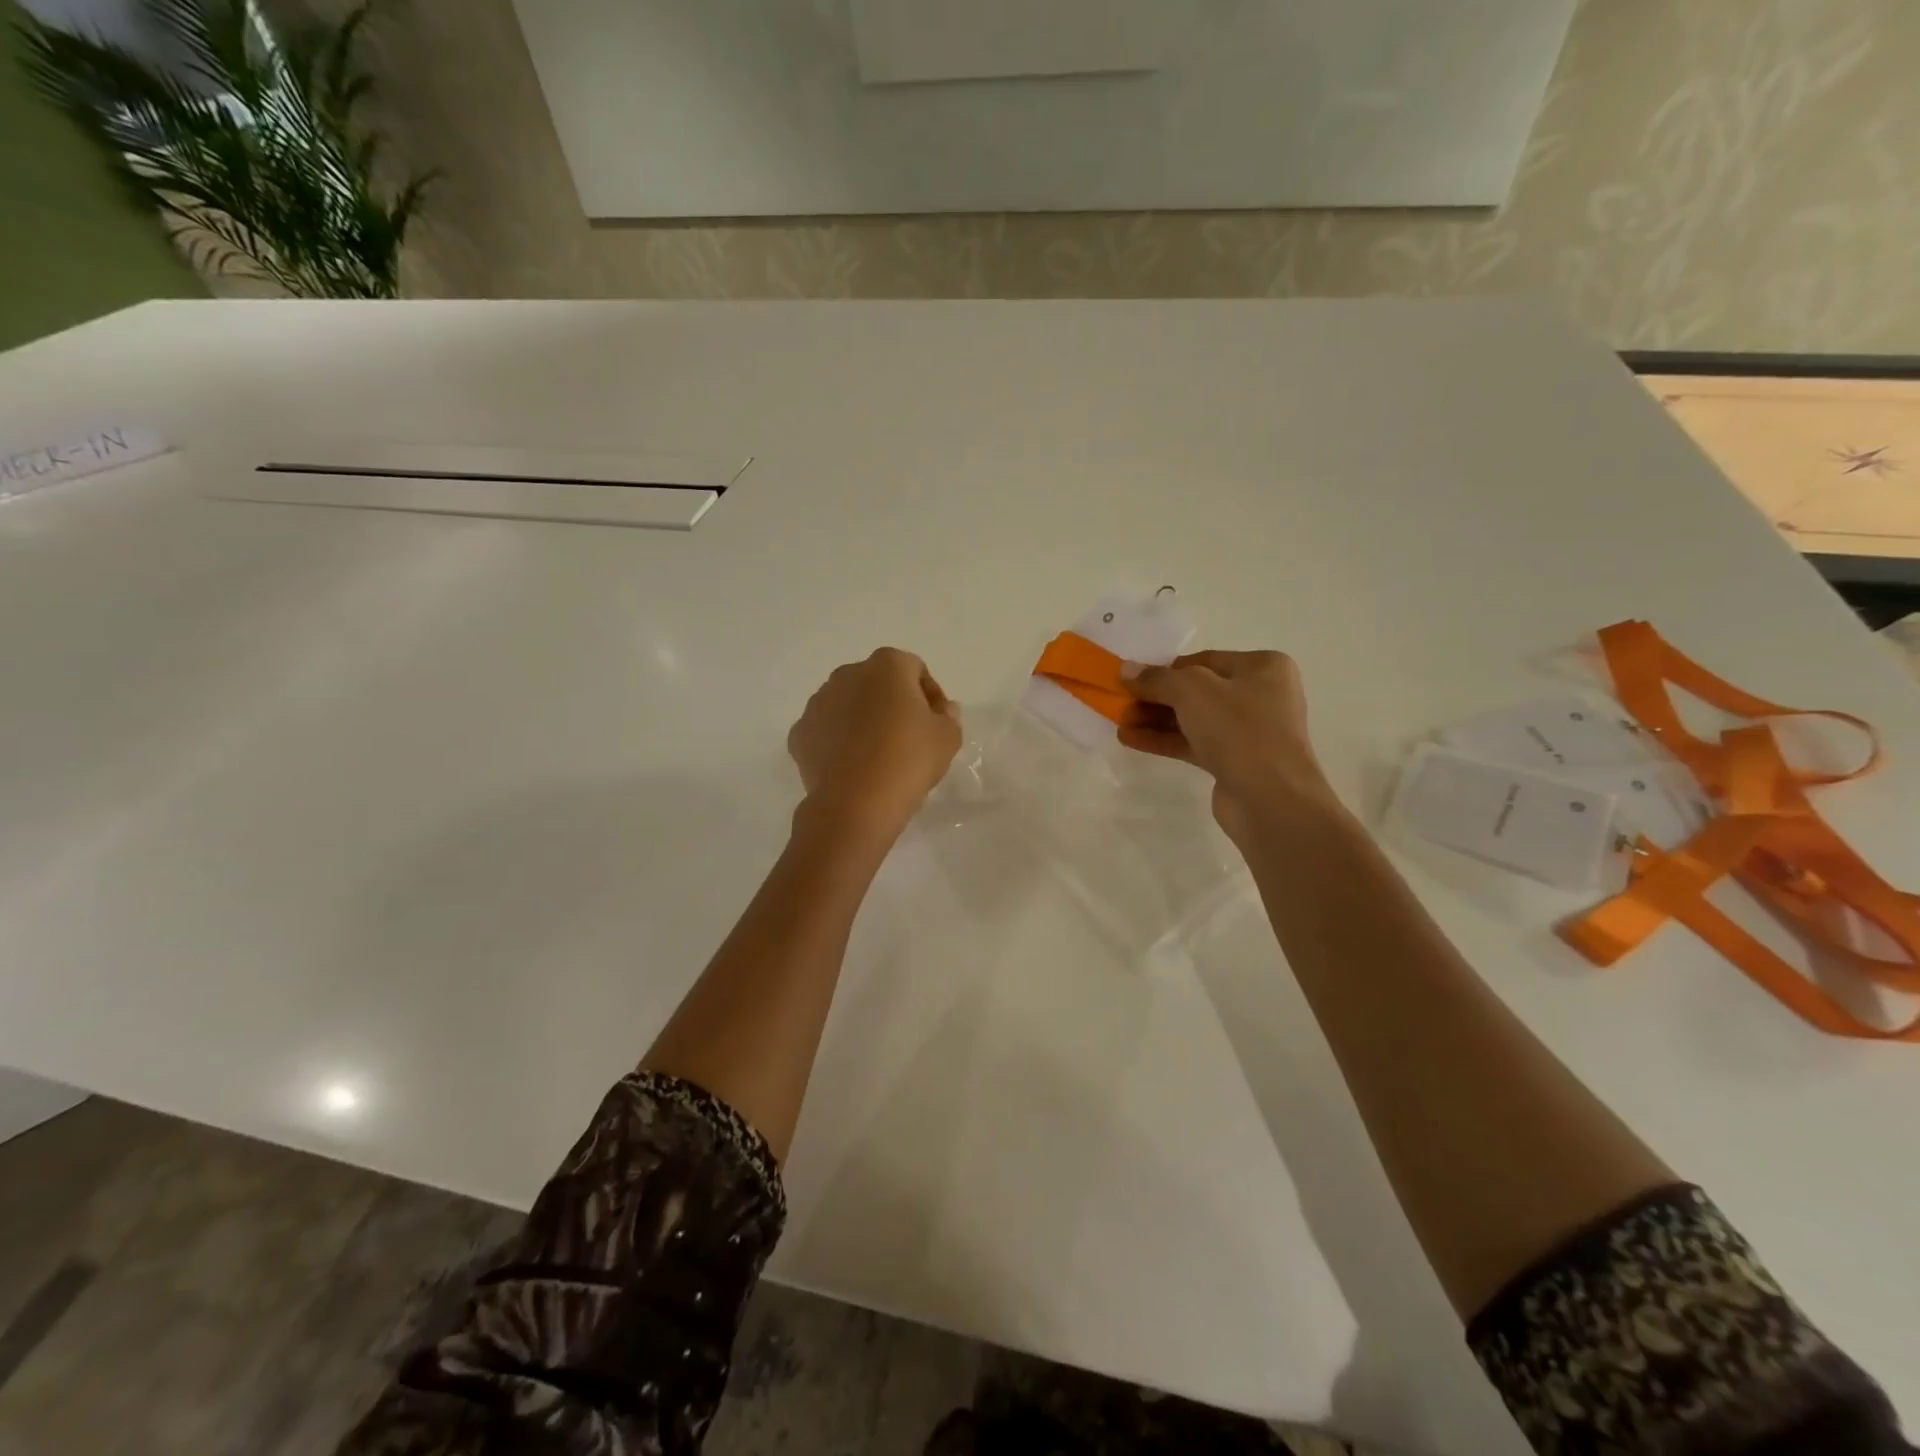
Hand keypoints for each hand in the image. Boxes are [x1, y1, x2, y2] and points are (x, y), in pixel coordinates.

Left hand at [788, 648, 962, 840]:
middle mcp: (847, 674)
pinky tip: (852, 768)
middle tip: (908, 738)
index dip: (930, 695)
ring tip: (877, 755)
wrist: (855, 803)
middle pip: (877, 683)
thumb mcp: (947, 738)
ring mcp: (818, 702)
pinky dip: (837, 743)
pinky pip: (826, 732)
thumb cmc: (908, 760)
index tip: (936, 723)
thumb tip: (941, 709)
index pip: (915, 670)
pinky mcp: (799, 733)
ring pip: (847, 705)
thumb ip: (948, 716)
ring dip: (862, 721)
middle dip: (892, 704)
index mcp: (887, 666)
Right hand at [1120, 650, 1336, 842]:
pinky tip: (1131, 740)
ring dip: (1155, 720)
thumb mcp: (1192, 691)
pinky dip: (1165, 740)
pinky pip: (1194, 744)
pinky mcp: (1235, 762)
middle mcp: (1260, 695)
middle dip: (1156, 698)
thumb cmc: (1239, 729)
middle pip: (1196, 691)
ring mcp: (1249, 732)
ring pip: (1193, 719)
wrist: (1271, 798)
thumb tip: (1126, 670)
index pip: (1203, 660)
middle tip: (1121, 703)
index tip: (1132, 680)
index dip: (1164, 669)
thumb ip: (1157, 678)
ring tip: (1119, 723)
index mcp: (1263, 667)